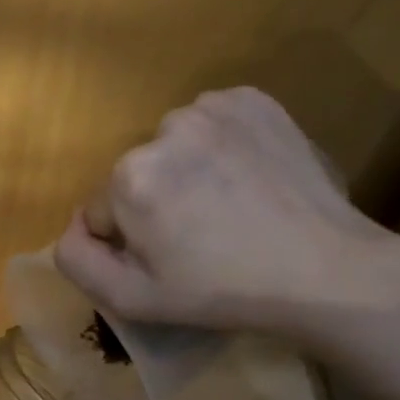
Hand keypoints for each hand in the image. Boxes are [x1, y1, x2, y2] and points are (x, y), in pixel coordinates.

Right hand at [54, 87, 399, 344]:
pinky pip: (213, 123)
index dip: (132, 241)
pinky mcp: (253, 99)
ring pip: (174, 147)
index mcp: (130, 175)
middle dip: (157, 202)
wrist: (327, 270)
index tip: (172, 260)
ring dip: (188, 172)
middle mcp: (164, 126)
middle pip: (138, 174)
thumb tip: (73, 226)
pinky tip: (248, 178)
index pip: (105, 209)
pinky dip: (220, 146)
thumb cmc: (223, 292)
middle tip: (203, 237)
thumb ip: (77, 261)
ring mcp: (213, 106)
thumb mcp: (134, 300)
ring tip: (230, 207)